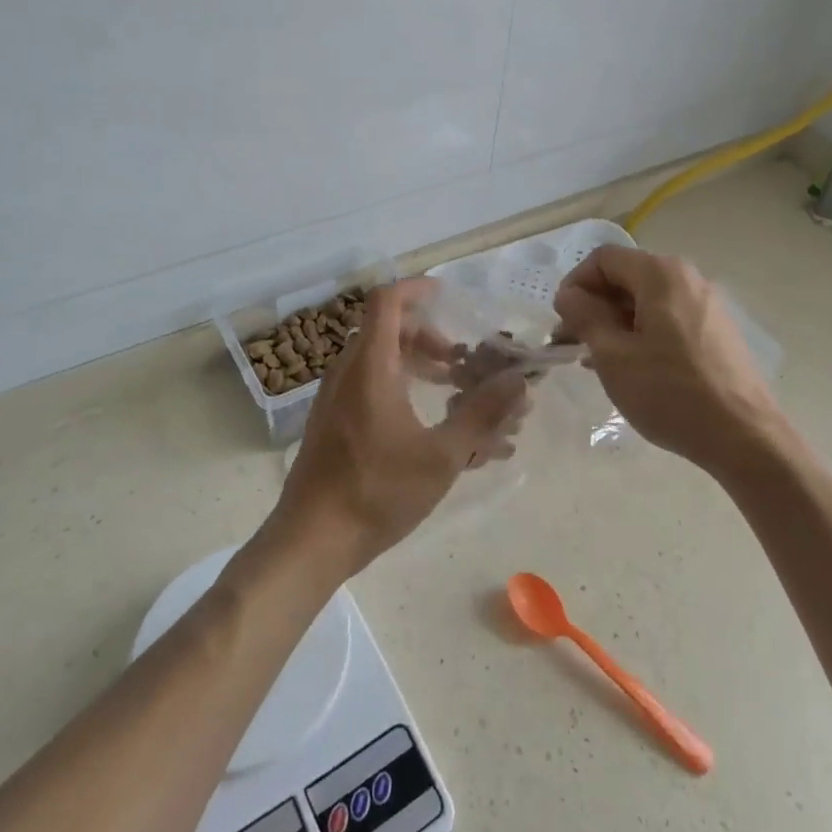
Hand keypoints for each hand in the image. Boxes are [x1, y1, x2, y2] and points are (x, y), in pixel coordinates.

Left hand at [273, 278, 528, 575]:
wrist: (310, 542)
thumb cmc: (377, 492)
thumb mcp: (442, 455)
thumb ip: (483, 414)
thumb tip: (520, 381)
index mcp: (371, 367)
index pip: (388, 301)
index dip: (417, 289)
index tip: (448, 297)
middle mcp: (348, 372)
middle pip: (388, 329)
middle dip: (430, 337)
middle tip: (462, 362)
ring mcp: (335, 398)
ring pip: (380, 359)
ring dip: (418, 364)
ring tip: (454, 391)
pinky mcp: (332, 422)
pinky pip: (369, 385)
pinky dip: (400, 386)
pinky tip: (428, 425)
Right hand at [553, 247, 782, 473]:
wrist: (745, 437)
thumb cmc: (670, 393)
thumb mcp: (613, 356)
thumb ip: (585, 316)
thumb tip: (569, 294)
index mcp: (661, 274)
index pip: (603, 258)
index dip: (575, 284)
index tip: (562, 320)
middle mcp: (688, 278)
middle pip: (627, 276)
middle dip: (594, 305)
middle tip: (573, 343)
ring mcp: (707, 304)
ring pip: (647, 300)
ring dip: (616, 322)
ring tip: (597, 360)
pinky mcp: (718, 331)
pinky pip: (669, 318)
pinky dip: (642, 333)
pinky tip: (632, 368)